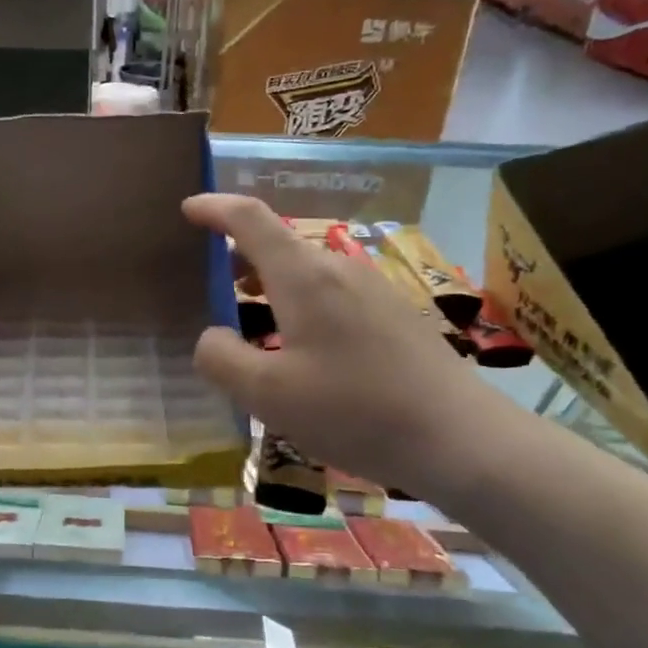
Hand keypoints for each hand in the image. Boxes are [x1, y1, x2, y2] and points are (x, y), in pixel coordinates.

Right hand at [183, 195, 496, 499]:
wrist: (459, 438)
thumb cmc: (353, 410)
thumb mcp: (267, 394)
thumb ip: (221, 358)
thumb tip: (212, 336)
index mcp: (303, 276)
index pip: (250, 219)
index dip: (214, 208)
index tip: (188, 209)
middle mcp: (338, 269)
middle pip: (278, 246)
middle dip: (238, 258)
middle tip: (209, 287)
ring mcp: (373, 289)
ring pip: (306, 272)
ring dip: (270, 286)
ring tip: (249, 320)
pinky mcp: (394, 314)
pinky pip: (332, 294)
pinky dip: (300, 305)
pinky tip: (301, 349)